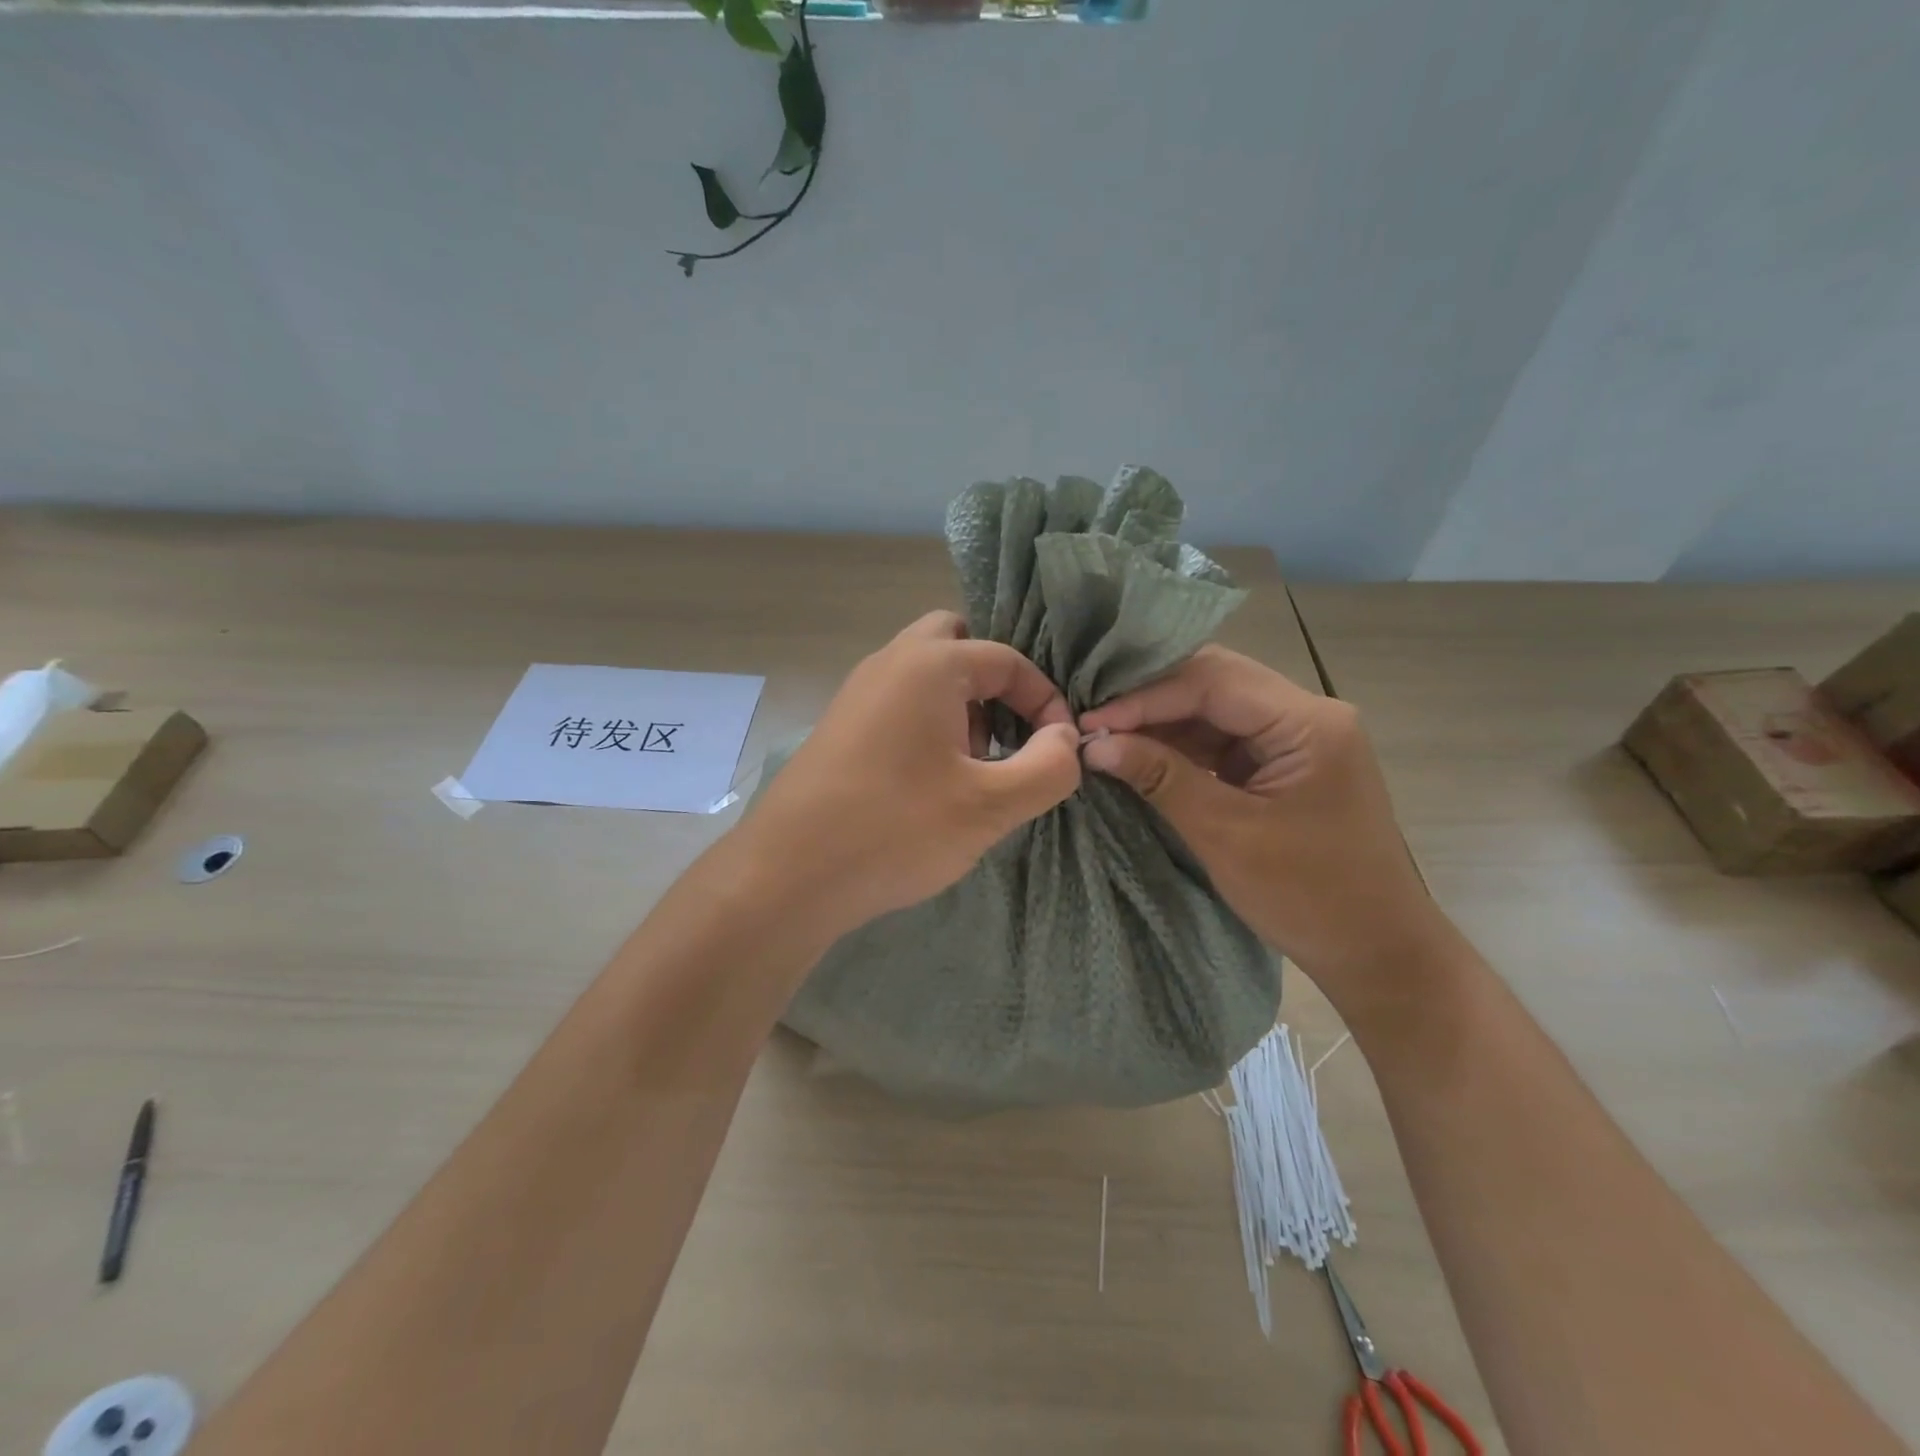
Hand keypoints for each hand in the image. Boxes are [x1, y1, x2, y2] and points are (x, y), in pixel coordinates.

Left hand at [745, 611, 1082, 938]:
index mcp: (929, 664)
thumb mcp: (990, 805)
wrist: (788, 875)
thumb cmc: (896, 829)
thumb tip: (1065, 739)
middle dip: (994, 684)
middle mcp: (889, 663)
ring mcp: (857, 693)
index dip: (1045, 700)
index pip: (1007, 659)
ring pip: (925, 675)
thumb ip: (1048, 767)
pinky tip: (931, 783)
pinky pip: (899, 704)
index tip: (1059, 748)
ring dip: (962, 706)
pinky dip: (928, 725)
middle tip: (1007, 735)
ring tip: (974, 767)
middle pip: (956, 644)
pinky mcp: (841, 727)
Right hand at [1078, 646, 1449, 1008]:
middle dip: (1150, 700)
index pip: (1212, 682)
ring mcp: (1298, 738)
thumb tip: (1095, 744)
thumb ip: (1161, 778)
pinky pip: (1224, 739)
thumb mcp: (1226, 835)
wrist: (1377, 952)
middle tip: (1093, 721)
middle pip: (1215, 683)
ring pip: (1216, 709)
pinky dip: (1181, 747)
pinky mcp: (1285, 763)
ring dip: (1162, 723)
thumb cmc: (1309, 897)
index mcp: (1308, 723)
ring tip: (1107, 739)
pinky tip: (1142, 756)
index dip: (1144, 697)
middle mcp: (1307, 715)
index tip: (1089, 721)